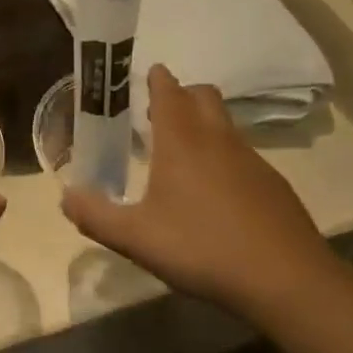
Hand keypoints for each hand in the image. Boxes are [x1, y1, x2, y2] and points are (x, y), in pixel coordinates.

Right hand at [62, 66, 335, 314]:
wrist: (287, 280)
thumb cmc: (202, 248)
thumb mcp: (136, 239)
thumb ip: (96, 216)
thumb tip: (65, 197)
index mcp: (182, 142)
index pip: (169, 93)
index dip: (157, 79)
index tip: (149, 72)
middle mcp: (218, 140)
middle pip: (204, 96)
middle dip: (183, 95)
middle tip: (159, 113)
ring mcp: (252, 161)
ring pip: (226, 125)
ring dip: (204, 126)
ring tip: (183, 156)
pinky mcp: (274, 185)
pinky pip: (243, 156)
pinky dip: (225, 158)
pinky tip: (217, 195)